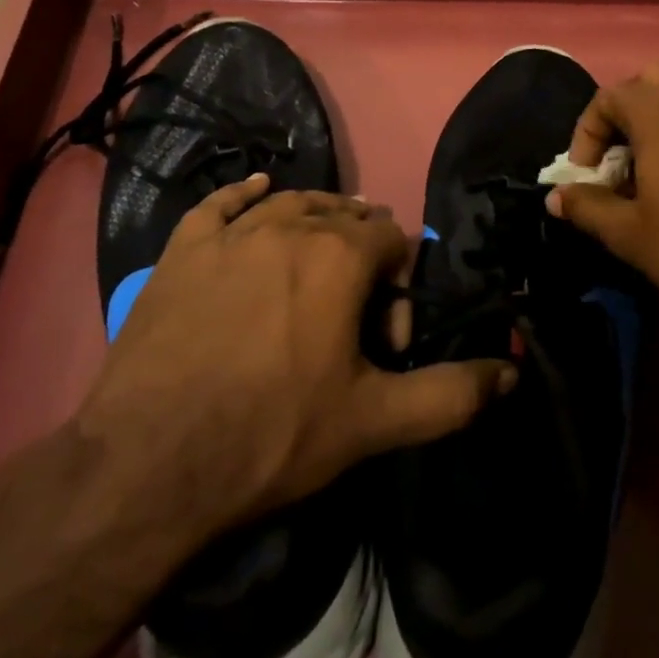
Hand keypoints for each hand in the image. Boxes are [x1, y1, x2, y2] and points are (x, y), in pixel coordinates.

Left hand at [75, 177, 513, 543]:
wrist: (147, 466)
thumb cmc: (272, 435)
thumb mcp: (375, 421)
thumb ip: (452, 394)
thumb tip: (512, 371)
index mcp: (341, 256)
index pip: (392, 242)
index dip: (400, 287)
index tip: (384, 343)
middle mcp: (290, 226)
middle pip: (345, 218)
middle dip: (360, 258)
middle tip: (350, 318)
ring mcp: (231, 234)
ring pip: (290, 204)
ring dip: (316, 222)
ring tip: (320, 255)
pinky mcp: (182, 251)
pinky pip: (221, 204)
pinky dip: (246, 194)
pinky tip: (257, 191)